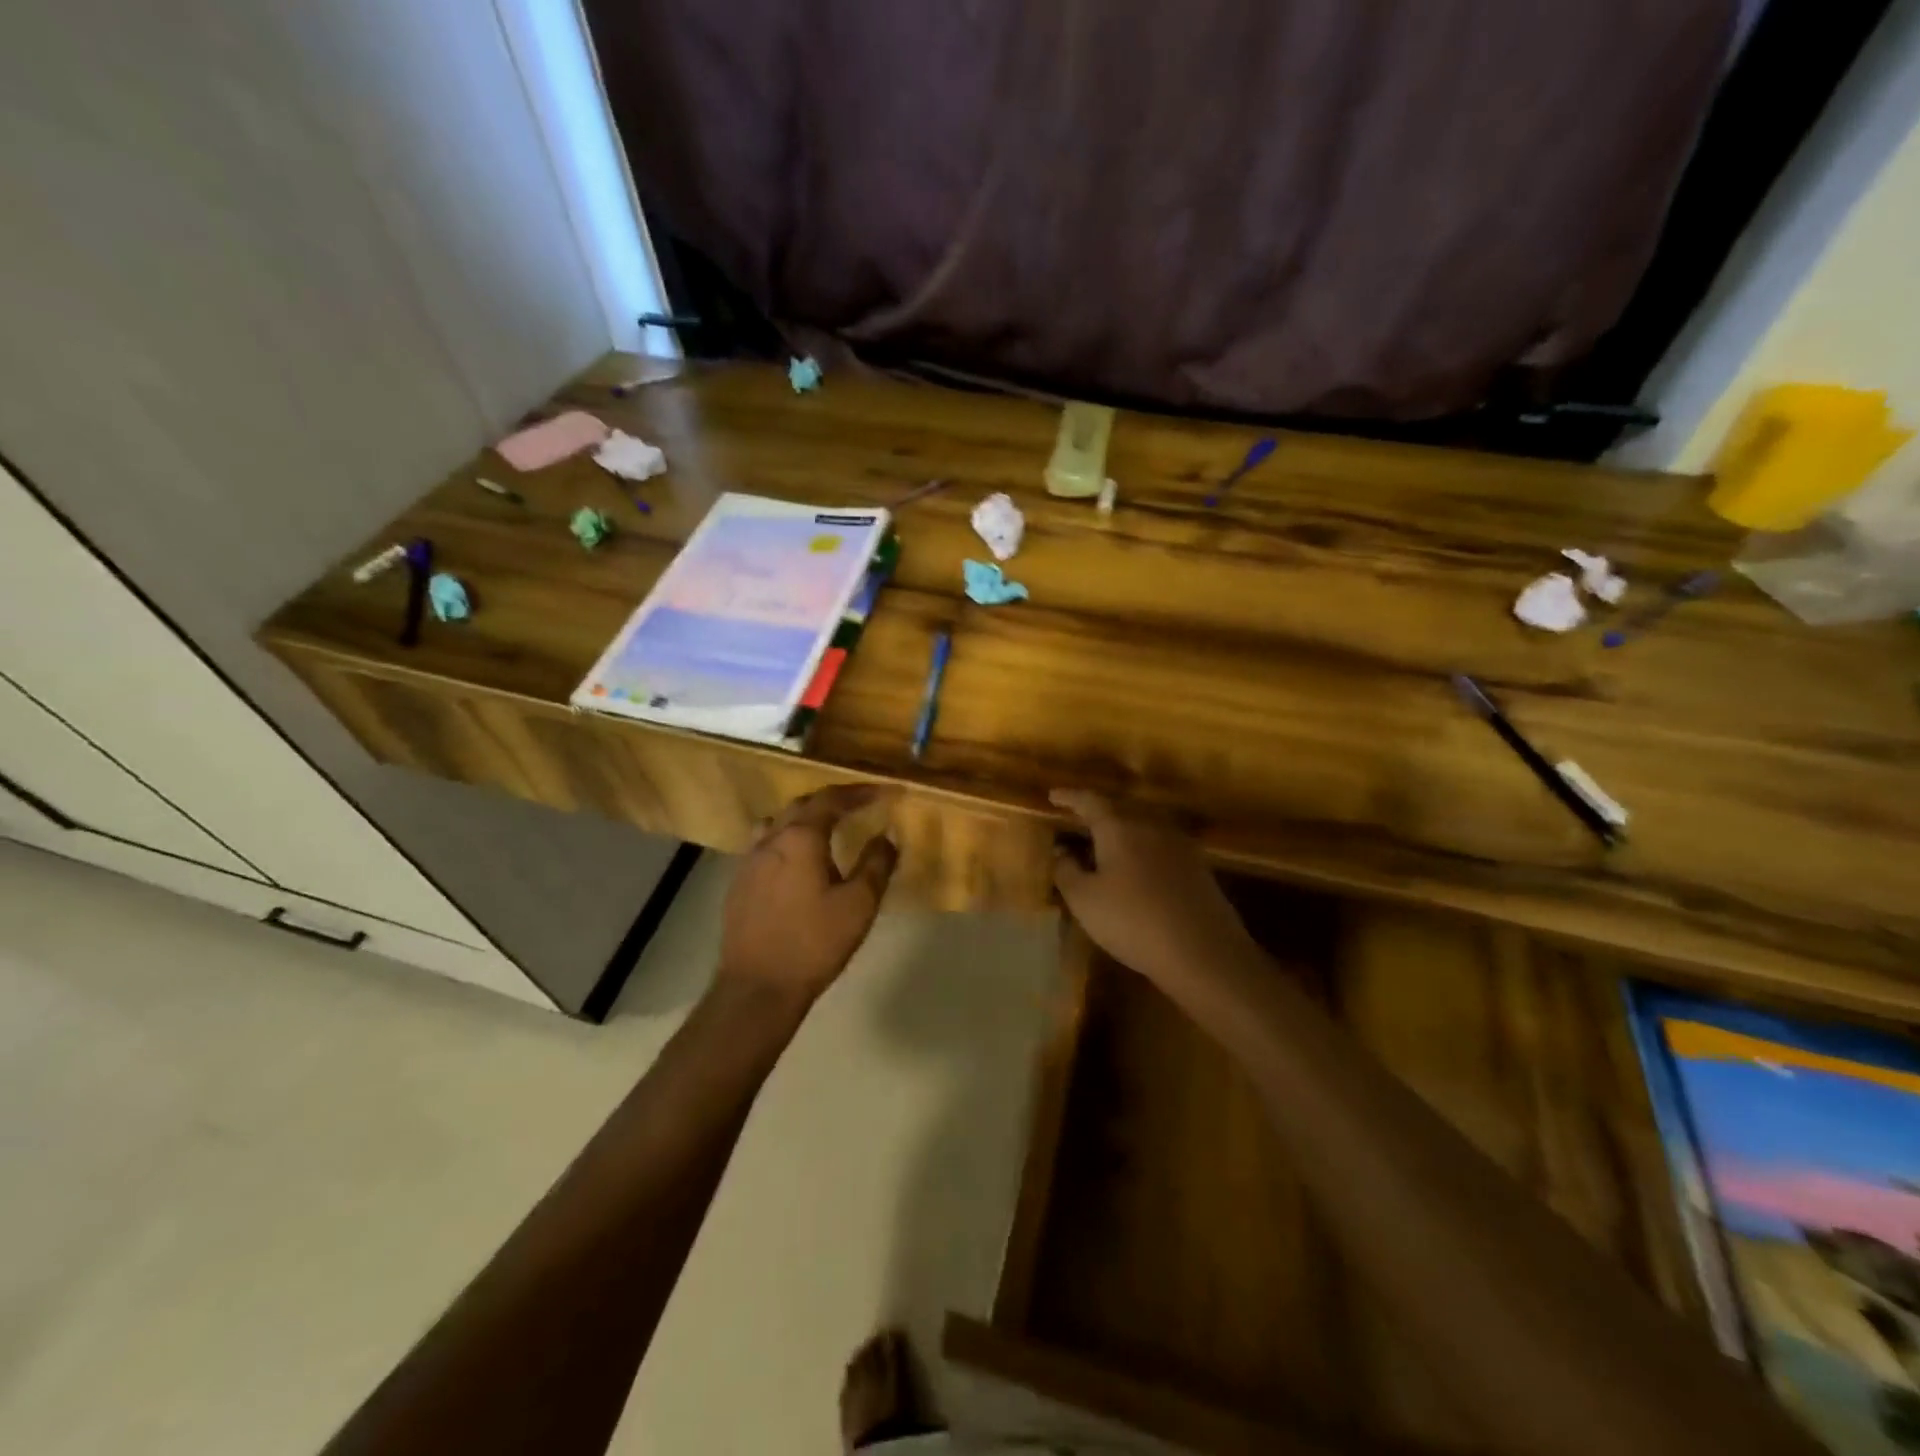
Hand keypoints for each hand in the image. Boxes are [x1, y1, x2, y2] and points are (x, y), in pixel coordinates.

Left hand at [719, 784, 899, 1006]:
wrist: (757, 988)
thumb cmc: (813, 943)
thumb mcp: (859, 905)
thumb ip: (876, 864)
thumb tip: (887, 836)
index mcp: (800, 838)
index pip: (832, 799)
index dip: (861, 792)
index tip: (887, 791)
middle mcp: (770, 840)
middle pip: (802, 805)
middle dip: (832, 800)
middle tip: (859, 805)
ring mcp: (749, 861)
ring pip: (778, 823)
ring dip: (804, 817)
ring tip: (826, 828)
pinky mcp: (738, 884)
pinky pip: (765, 846)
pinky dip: (786, 840)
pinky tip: (797, 862)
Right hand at [1050, 790, 1257, 995]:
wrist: (1203, 951)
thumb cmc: (1132, 921)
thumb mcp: (1084, 900)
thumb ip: (1066, 870)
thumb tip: (1061, 851)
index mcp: (1119, 827)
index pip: (1090, 801)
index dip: (1069, 797)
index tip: (1053, 796)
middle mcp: (1151, 826)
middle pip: (1119, 811)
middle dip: (1097, 816)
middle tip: (1078, 824)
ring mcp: (1179, 845)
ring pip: (1142, 830)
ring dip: (1122, 836)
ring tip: (1105, 850)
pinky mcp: (1198, 868)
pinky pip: (1160, 850)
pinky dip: (1142, 854)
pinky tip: (1137, 874)